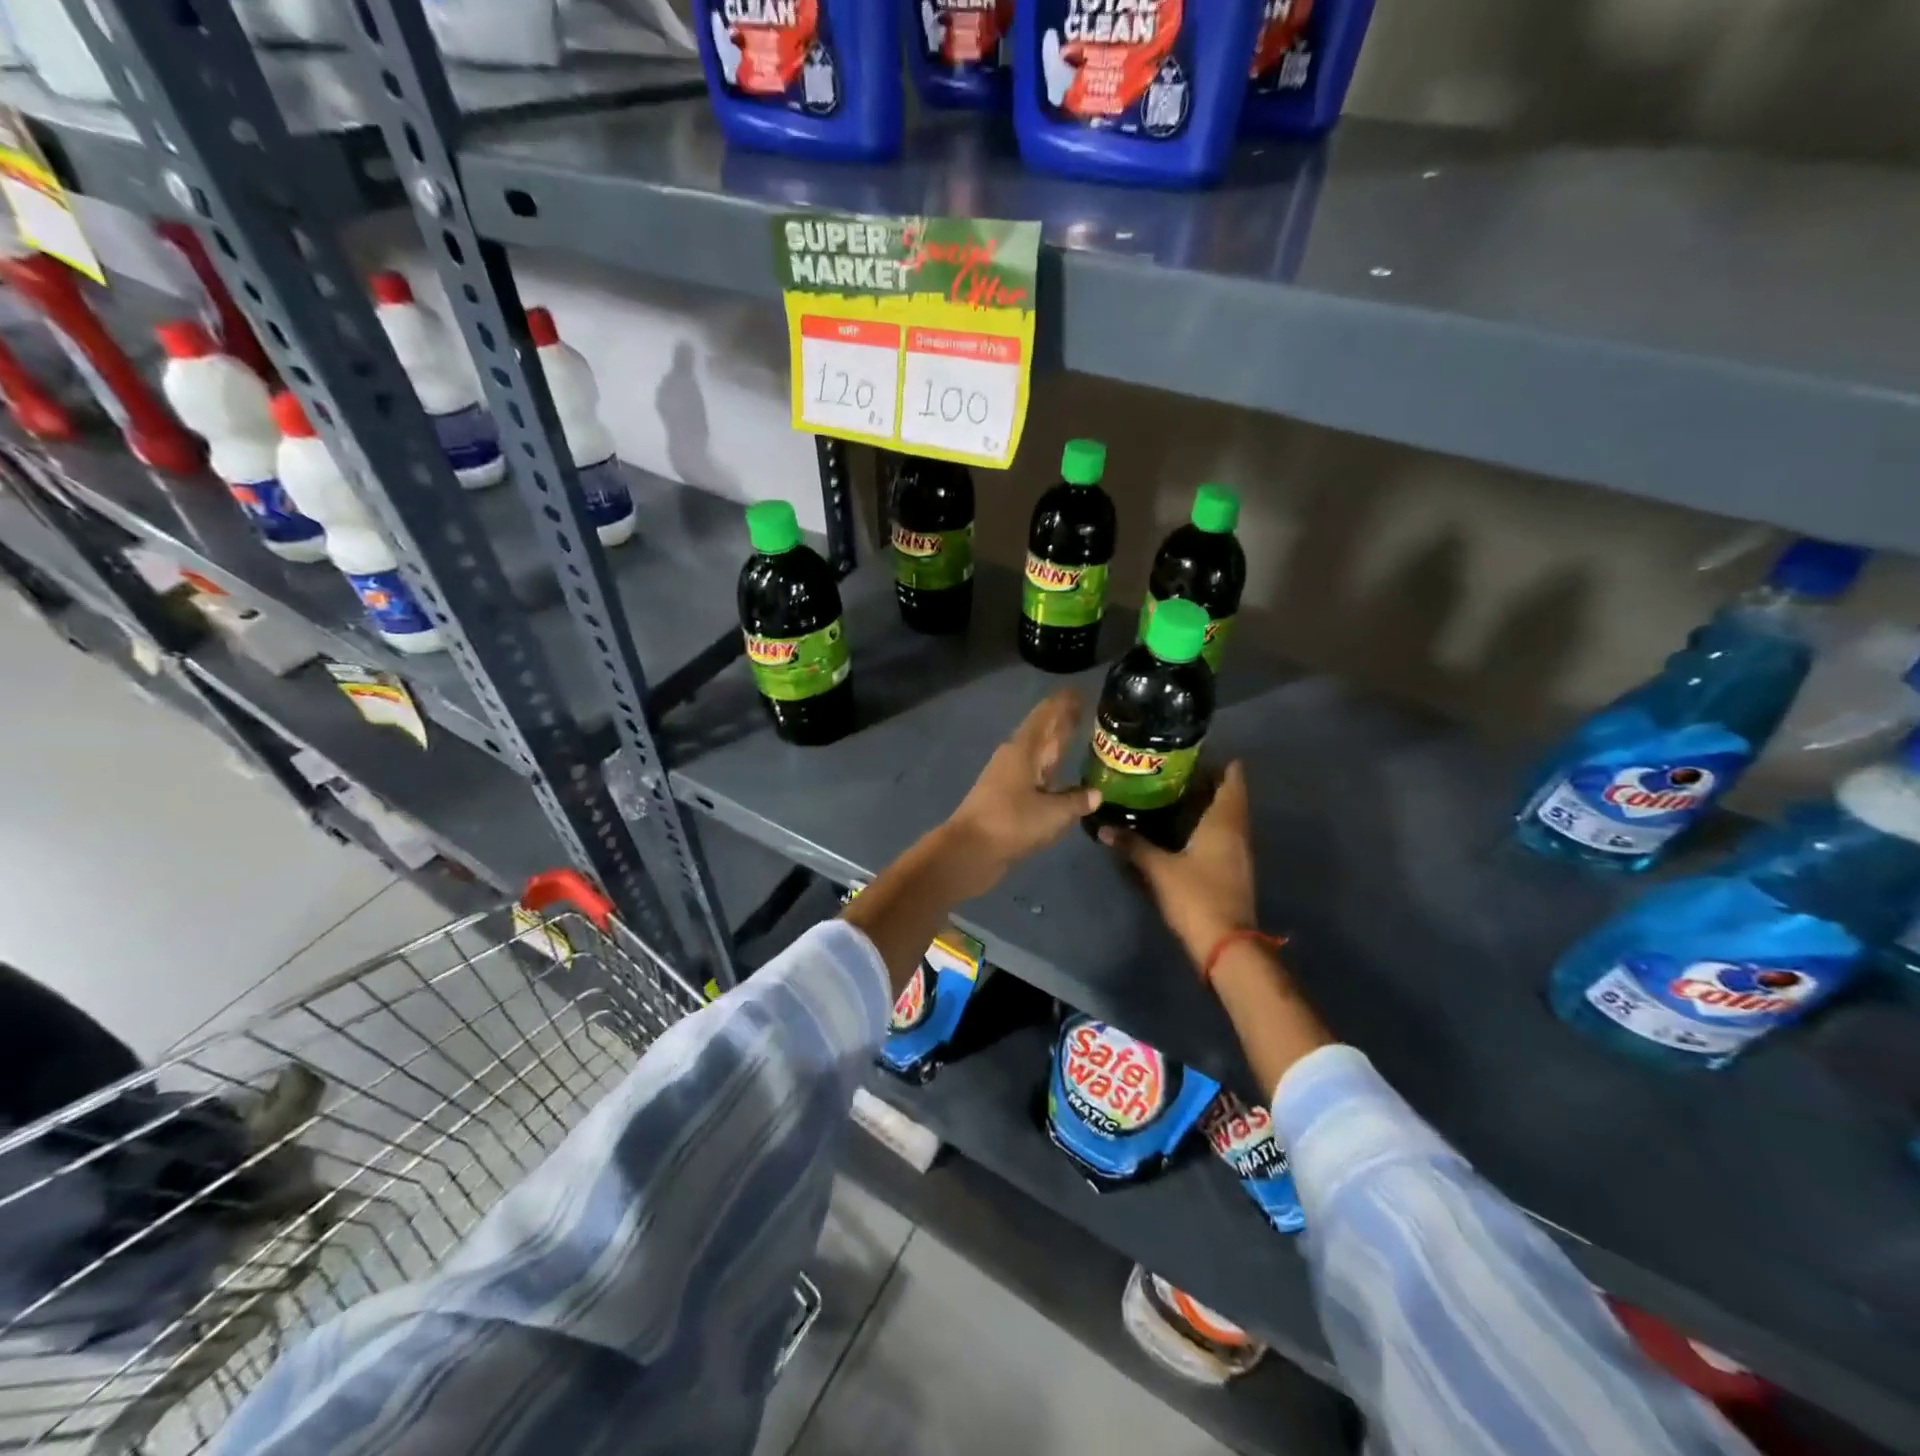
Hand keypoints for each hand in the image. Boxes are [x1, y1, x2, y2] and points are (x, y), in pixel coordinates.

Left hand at [941, 688, 1100, 898]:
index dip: (1063, 703)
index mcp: (1023, 750)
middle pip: (1042, 733)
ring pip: (1037, 756)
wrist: (969, 851)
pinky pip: (1033, 778)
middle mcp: (1014, 758)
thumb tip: (1096, 793)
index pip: (1046, 716)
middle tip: (1086, 709)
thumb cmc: (1011, 823)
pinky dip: (1049, 773)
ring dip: (1055, 747)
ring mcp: (1007, 779)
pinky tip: (1061, 780)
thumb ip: (1076, 800)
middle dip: (1062, 722)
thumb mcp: (1053, 813)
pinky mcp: (1004, 800)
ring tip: (1078, 740)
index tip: (1080, 691)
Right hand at [1101, 760, 1256, 970]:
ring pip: (1224, 816)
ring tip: (1167, 794)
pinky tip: (1177, 828)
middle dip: (1203, 780)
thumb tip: (1104, 827)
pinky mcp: (1231, 869)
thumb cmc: (1196, 897)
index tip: (1190, 751)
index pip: (1233, 777)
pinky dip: (1203, 825)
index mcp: (1225, 821)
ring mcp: (1237, 851)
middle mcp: (1236, 830)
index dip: (1217, 761)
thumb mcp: (1159, 869)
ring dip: (1203, 804)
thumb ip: (1133, 845)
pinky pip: (1220, 835)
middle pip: (1228, 794)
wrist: (1226, 944)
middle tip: (1168, 770)